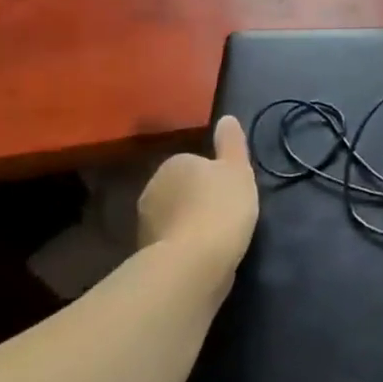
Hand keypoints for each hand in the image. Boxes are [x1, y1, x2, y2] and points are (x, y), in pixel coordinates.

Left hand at [136, 116, 259, 273]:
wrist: (193, 264)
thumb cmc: (220, 207)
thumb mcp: (237, 169)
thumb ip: (231, 143)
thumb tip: (226, 117)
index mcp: (174, 164)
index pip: (195, 163)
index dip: (216, 177)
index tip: (232, 192)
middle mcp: (152, 189)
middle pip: (181, 190)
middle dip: (198, 200)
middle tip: (226, 214)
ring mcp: (145, 224)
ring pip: (174, 217)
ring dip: (190, 225)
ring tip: (217, 240)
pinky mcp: (146, 254)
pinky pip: (172, 243)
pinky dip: (184, 248)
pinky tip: (203, 258)